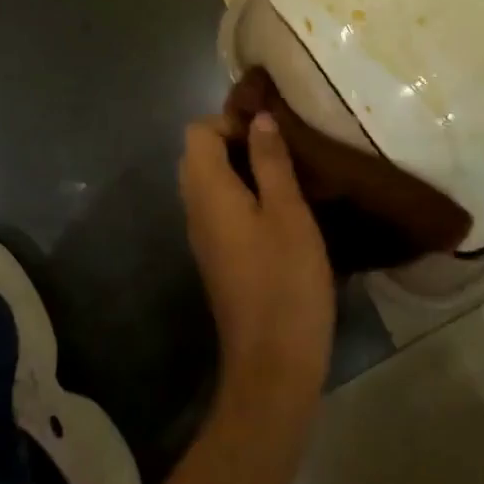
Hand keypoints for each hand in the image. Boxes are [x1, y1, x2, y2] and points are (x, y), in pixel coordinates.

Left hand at [178, 113, 334, 403]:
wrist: (274, 363)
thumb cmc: (285, 280)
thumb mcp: (288, 212)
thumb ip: (270, 162)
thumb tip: (259, 119)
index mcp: (207, 192)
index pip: (197, 132)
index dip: (230, 121)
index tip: (270, 132)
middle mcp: (195, 210)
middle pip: (199, 156)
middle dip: (236, 141)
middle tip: (281, 149)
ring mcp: (204, 237)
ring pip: (210, 183)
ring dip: (242, 168)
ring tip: (287, 174)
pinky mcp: (218, 257)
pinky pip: (220, 208)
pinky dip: (243, 195)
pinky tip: (281, 208)